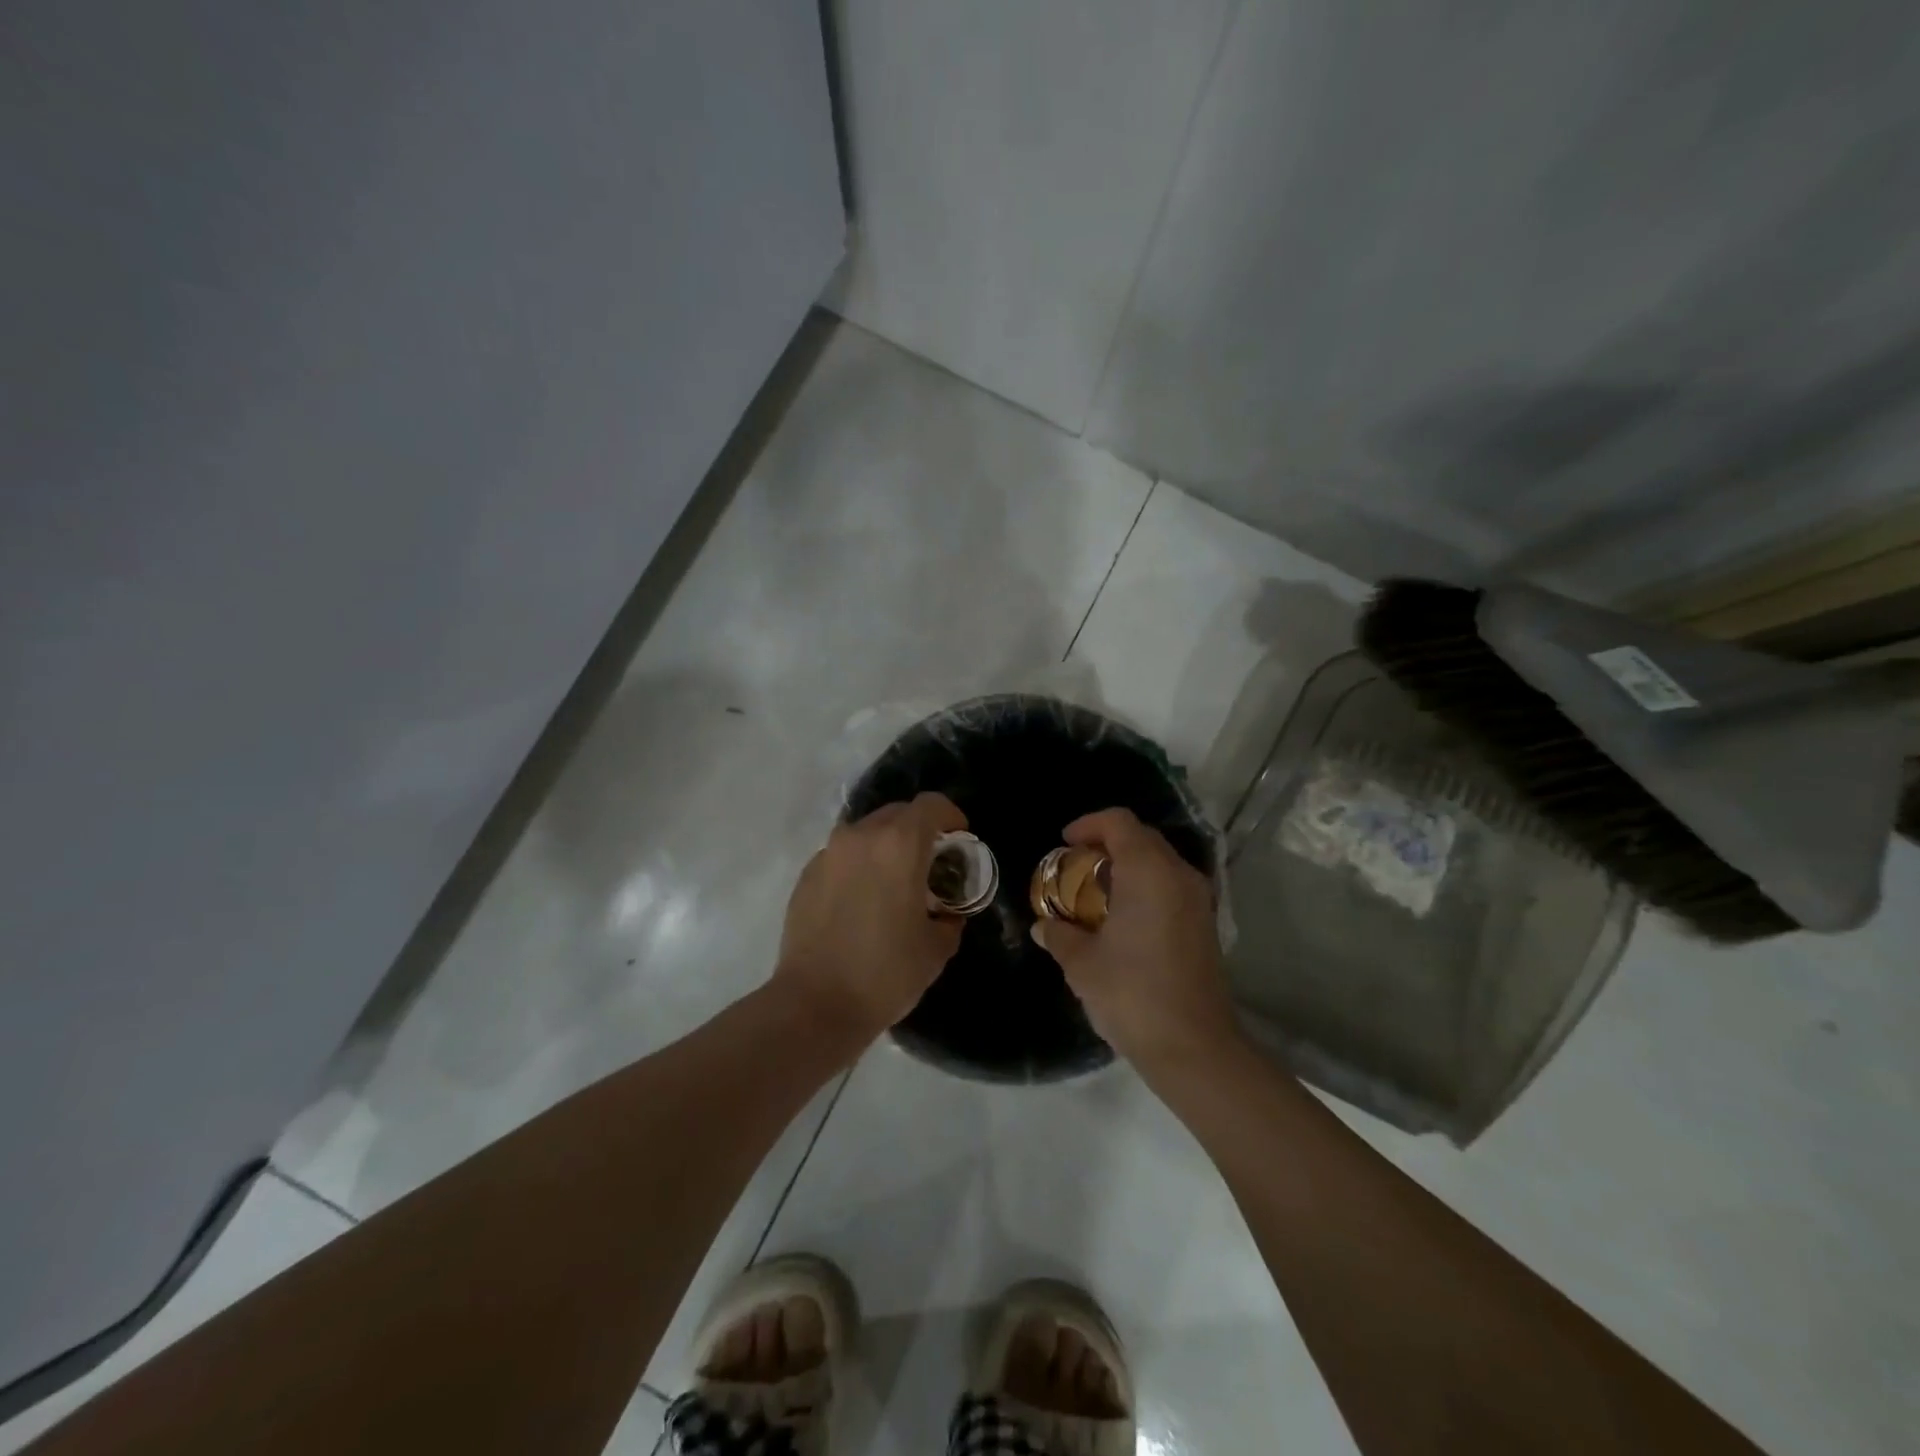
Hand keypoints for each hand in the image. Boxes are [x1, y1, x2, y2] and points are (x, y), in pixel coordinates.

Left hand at [773, 792, 967, 1043]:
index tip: (959, 840)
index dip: (951, 816)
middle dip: (919, 830)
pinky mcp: (807, 875)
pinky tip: (862, 902)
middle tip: (930, 863)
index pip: (931, 805)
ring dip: (886, 846)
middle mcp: (861, 837)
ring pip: (866, 832)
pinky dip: (859, 865)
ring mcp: (829, 854)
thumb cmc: (886, 973)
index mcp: (899, 845)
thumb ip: (949, 918)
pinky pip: (842, 856)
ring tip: (894, 883)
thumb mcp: (937, 948)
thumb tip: (946, 914)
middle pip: (897, 813)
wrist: (815, 1004)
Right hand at [1032, 807, 1239, 1074]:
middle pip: (1141, 837)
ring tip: (1094, 894)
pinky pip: (1170, 886)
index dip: (1088, 825)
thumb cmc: (1132, 993)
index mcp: (1149, 871)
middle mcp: (1178, 875)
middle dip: (1105, 844)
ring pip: (1159, 862)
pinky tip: (1121, 919)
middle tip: (1074, 867)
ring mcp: (1198, 899)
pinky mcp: (1205, 924)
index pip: (1119, 822)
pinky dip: (1144, 887)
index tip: (1064, 844)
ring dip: (1126, 867)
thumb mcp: (1082, 963)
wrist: (1194, 1047)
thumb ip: (1059, 934)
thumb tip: (1042, 926)